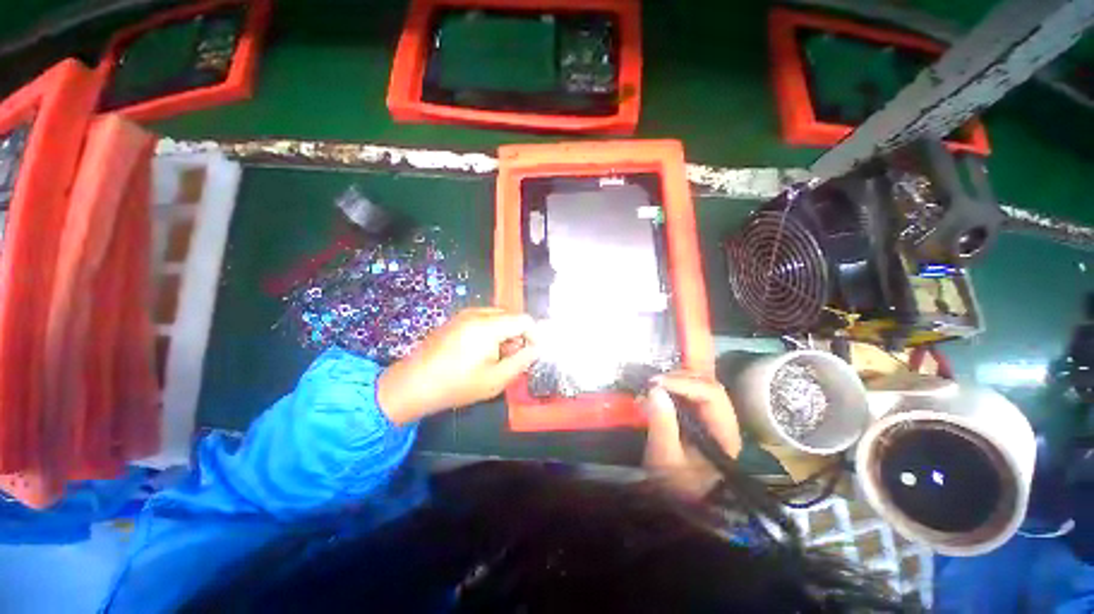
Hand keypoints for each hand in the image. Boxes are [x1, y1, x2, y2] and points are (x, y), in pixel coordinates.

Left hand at [377, 308, 537, 423]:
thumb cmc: (456, 385)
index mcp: (489, 326)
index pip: (524, 320)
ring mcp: (465, 314)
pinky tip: (482, 352)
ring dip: (506, 333)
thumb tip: (537, 349)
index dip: (535, 335)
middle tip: (514, 358)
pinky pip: (484, 319)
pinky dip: (492, 331)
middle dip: (519, 335)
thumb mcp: (496, 379)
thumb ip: (522, 361)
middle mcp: (478, 313)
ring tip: (498, 357)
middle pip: (512, 316)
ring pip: (498, 317)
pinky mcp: (456, 319)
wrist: (413, 384)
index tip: (533, 353)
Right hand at [643, 371, 741, 498]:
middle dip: (679, 378)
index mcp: (724, 434)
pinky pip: (687, 393)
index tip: (655, 383)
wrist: (674, 504)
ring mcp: (709, 418)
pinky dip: (671, 387)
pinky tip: (656, 391)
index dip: (684, 383)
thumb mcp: (665, 457)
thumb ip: (662, 423)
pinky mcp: (696, 417)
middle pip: (708, 385)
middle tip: (653, 382)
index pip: (712, 395)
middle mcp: (722, 421)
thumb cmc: (673, 486)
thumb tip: (655, 389)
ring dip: (675, 380)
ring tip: (652, 386)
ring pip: (698, 385)